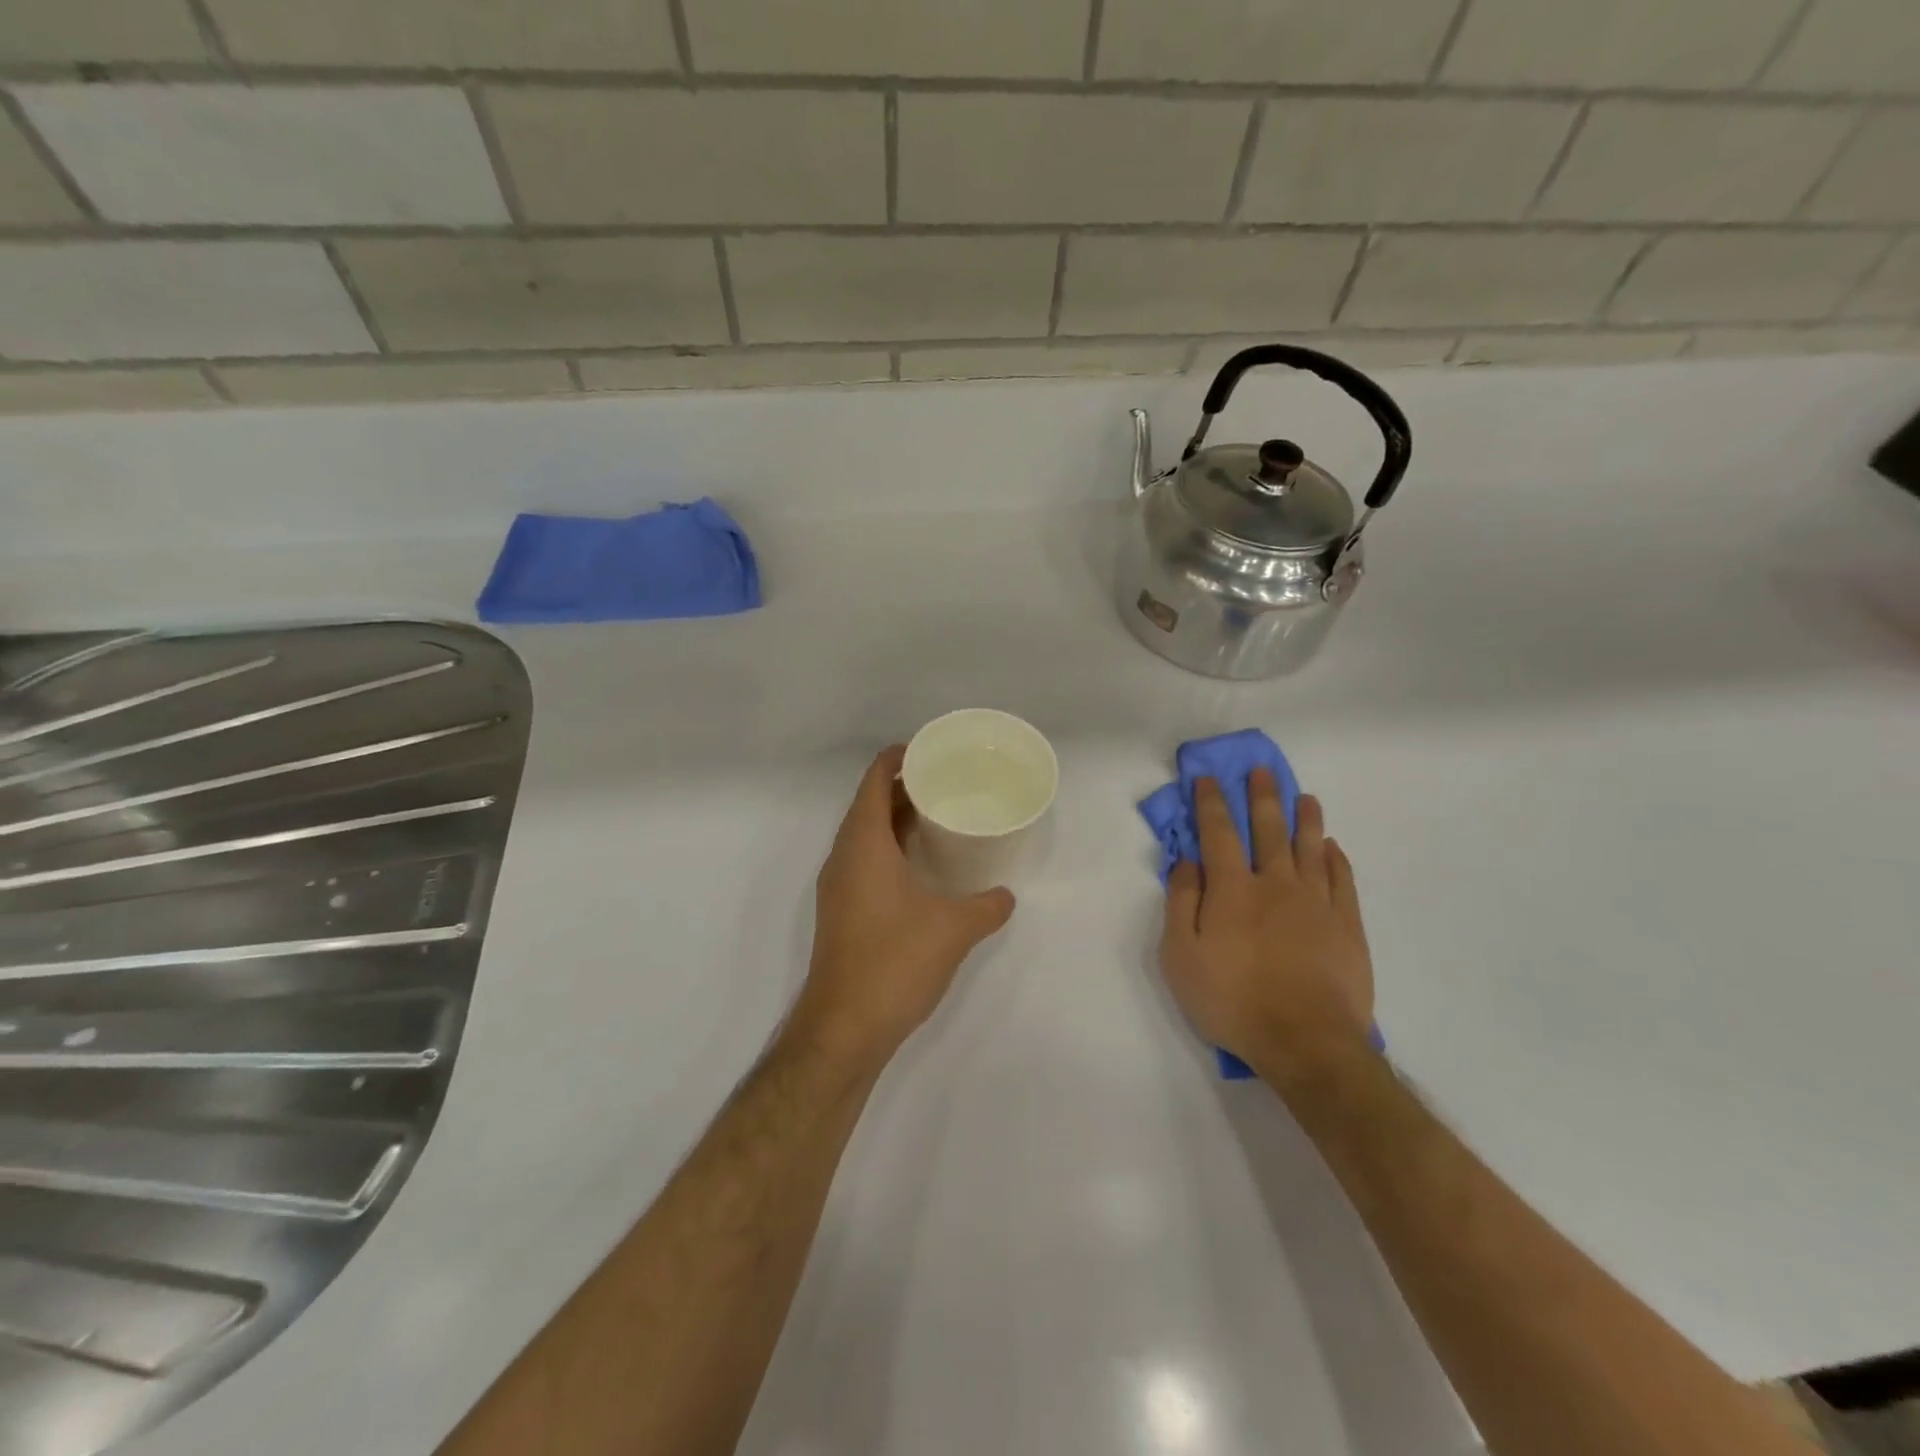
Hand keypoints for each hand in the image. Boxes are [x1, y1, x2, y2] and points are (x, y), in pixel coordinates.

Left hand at [789, 746, 1015, 1066]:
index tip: (932, 752)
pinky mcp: (842, 911)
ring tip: (940, 817)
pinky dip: (890, 849)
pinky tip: (922, 867)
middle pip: (870, 803)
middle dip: (905, 787)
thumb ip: (987, 906)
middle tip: (948, 782)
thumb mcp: (953, 929)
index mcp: (863, 843)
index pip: (875, 780)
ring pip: (866, 834)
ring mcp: (838, 885)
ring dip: (897, 820)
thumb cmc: (895, 962)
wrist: (844, 1028)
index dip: (900, 758)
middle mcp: (844, 856)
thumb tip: (1006, 896)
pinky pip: (865, 861)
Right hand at [1159, 772, 1374, 1081]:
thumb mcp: (1180, 956)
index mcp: (1232, 889)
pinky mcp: (1346, 925)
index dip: (1211, 802)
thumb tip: (1186, 861)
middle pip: (1268, 829)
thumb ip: (1181, 903)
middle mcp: (1275, 884)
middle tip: (1263, 770)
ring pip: (1309, 847)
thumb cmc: (1232, 999)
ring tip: (1305, 797)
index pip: (1218, 832)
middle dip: (1263, 797)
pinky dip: (1335, 858)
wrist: (1306, 1041)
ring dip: (1305, 818)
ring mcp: (1316, 902)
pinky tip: (1331, 847)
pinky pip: (1342, 879)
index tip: (1207, 778)